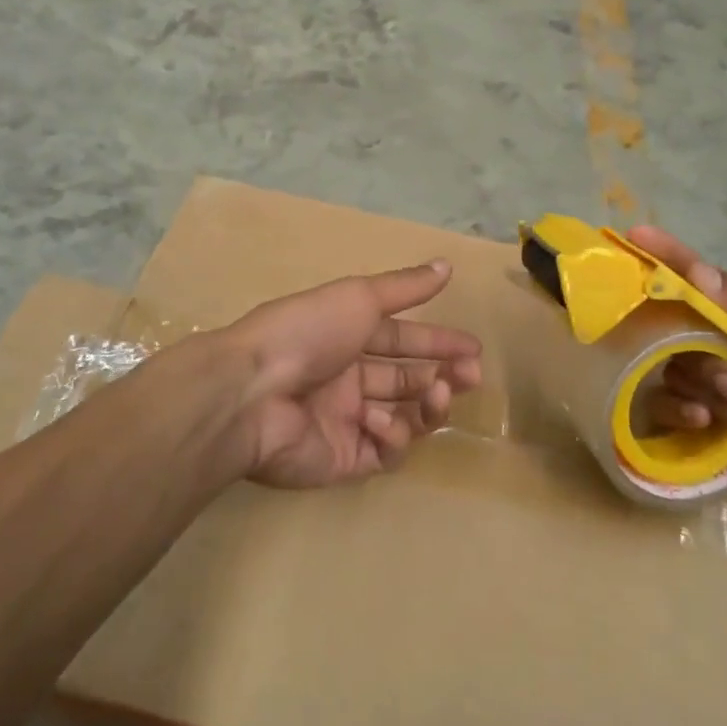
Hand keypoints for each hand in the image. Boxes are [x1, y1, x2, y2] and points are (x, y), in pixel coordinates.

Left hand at [220, 261, 483, 488]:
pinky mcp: (343, 460)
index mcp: (345, 337)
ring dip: (427, 405)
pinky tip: (379, 422)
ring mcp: (345, 421)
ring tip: (438, 394)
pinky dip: (391, 436)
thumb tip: (446, 265)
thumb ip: (404, 287)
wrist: (253, 392)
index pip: (401, 340)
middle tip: (470, 374)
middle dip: (442, 375)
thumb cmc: (307, 332)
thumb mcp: (358, 297)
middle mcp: (347, 378)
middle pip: (406, 379)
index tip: (473, 349)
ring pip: (404, 417)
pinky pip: (383, 452)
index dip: (438, 342)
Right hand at [626, 227, 726, 471]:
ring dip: (715, 394)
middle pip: (673, 335)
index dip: (663, 255)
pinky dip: (685, 413)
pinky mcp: (698, 411)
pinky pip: (668, 405)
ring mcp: (701, 376)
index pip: (689, 276)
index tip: (636, 233)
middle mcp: (708, 338)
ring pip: (676, 373)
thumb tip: (695, 269)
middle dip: (708, 363)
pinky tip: (709, 422)